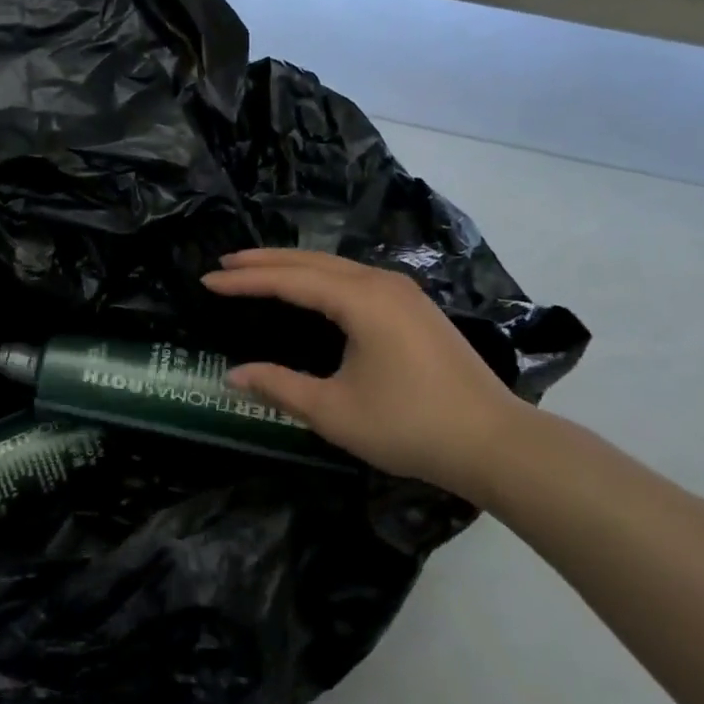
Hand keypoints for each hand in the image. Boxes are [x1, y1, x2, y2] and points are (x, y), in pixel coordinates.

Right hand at [203, 248, 533, 499]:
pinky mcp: (414, 307)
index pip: (290, 280)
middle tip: (225, 262)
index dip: (246, 280)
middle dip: (265, 261)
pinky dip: (320, 277)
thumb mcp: (335, 411)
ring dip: (293, 266)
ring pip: (335, 266)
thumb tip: (233, 375)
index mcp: (361, 300)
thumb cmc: (410, 426)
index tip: (208, 279)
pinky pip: (354, 278)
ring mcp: (403, 292)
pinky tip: (310, 288)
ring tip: (257, 270)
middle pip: (311, 261)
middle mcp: (381, 283)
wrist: (495, 442)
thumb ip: (280, 387)